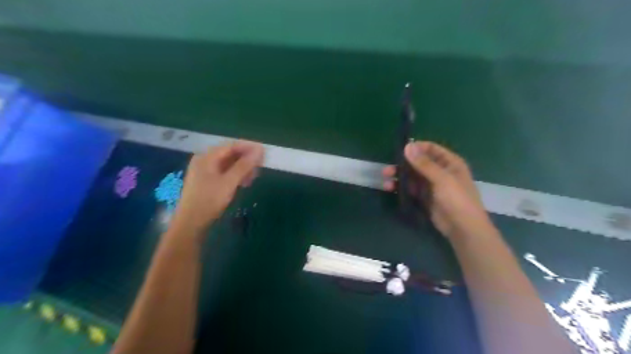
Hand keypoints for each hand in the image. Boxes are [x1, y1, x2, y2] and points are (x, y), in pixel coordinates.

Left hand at [170, 139, 263, 235]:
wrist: (191, 223)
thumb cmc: (209, 200)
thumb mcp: (229, 182)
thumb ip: (244, 165)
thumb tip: (259, 151)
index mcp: (207, 157)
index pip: (231, 145)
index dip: (248, 147)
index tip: (264, 152)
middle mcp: (205, 160)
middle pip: (229, 153)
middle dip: (246, 158)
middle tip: (261, 166)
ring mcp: (205, 171)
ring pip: (228, 164)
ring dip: (242, 168)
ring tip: (254, 176)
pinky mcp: (207, 181)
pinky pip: (225, 172)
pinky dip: (236, 175)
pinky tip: (244, 182)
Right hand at [382, 141, 495, 240]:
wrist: (463, 228)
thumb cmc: (457, 199)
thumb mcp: (442, 179)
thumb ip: (424, 164)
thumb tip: (408, 146)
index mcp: (449, 162)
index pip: (431, 149)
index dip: (416, 148)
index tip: (400, 151)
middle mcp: (439, 171)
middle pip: (418, 163)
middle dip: (402, 165)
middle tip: (387, 170)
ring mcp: (431, 185)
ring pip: (412, 176)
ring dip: (399, 177)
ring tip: (386, 182)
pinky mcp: (424, 197)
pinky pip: (411, 188)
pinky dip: (401, 187)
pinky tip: (390, 189)